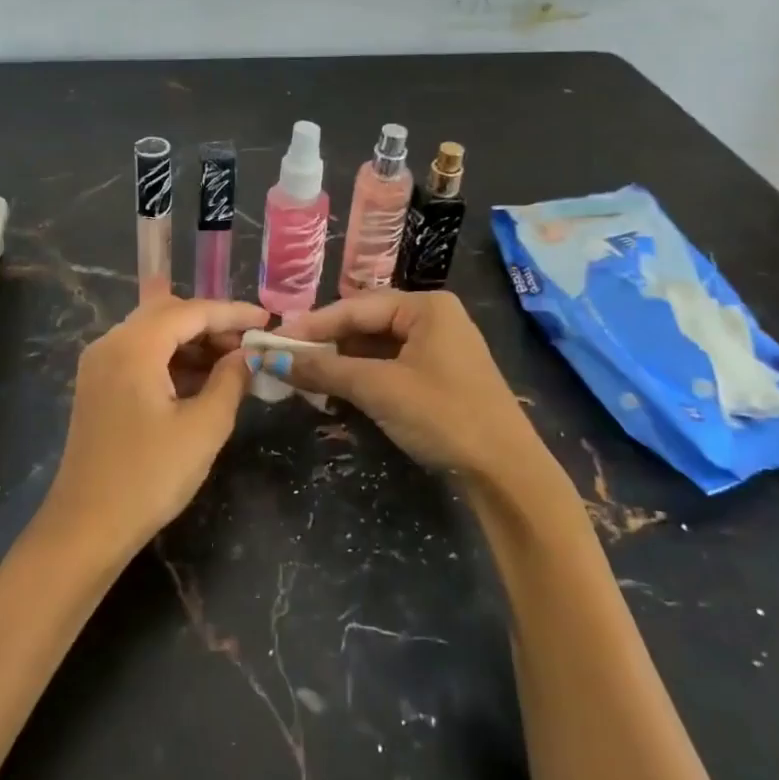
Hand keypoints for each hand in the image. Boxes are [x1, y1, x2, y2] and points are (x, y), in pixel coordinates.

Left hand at [46, 296, 268, 551]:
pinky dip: (171, 359)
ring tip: (232, 364)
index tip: (268, 322)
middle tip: (249, 345)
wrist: (87, 527)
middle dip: (212, 324)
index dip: (232, 313)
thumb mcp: (204, 428)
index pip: (190, 311)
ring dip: (192, 342)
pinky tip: (200, 380)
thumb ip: (231, 380)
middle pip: (168, 314)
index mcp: (133, 346)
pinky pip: (140, 355)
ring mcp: (99, 364)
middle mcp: (110, 343)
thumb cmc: (149, 477)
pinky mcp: (98, 385)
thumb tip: (247, 355)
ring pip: (153, 333)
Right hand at [277, 291, 549, 481]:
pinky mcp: (440, 376)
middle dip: (326, 344)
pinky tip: (336, 390)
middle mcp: (434, 318)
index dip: (311, 325)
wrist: (506, 473)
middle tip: (285, 359)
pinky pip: (390, 366)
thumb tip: (271, 359)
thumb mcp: (378, 388)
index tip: (273, 340)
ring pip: (376, 347)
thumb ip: (324, 369)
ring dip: (341, 363)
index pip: (354, 307)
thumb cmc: (443, 415)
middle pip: (365, 324)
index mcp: (426, 306)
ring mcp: (439, 348)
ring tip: (303, 376)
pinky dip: (362, 377)